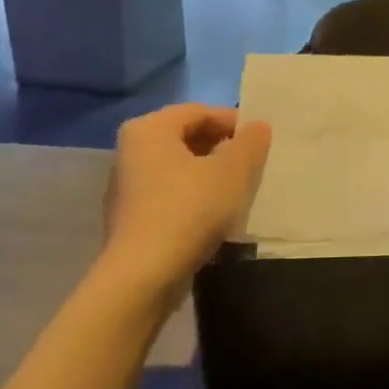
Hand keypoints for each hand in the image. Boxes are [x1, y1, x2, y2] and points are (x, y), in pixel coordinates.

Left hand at [102, 104, 270, 294]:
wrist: (144, 276)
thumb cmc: (189, 209)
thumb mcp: (233, 171)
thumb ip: (250, 142)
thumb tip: (257, 127)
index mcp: (149, 129)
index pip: (199, 111)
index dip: (233, 122)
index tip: (260, 142)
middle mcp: (130, 151)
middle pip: (187, 138)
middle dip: (222, 148)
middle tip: (253, 165)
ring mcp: (127, 187)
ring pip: (179, 168)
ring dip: (210, 174)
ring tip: (239, 191)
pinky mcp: (131, 219)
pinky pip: (170, 195)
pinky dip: (194, 197)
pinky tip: (216, 216)